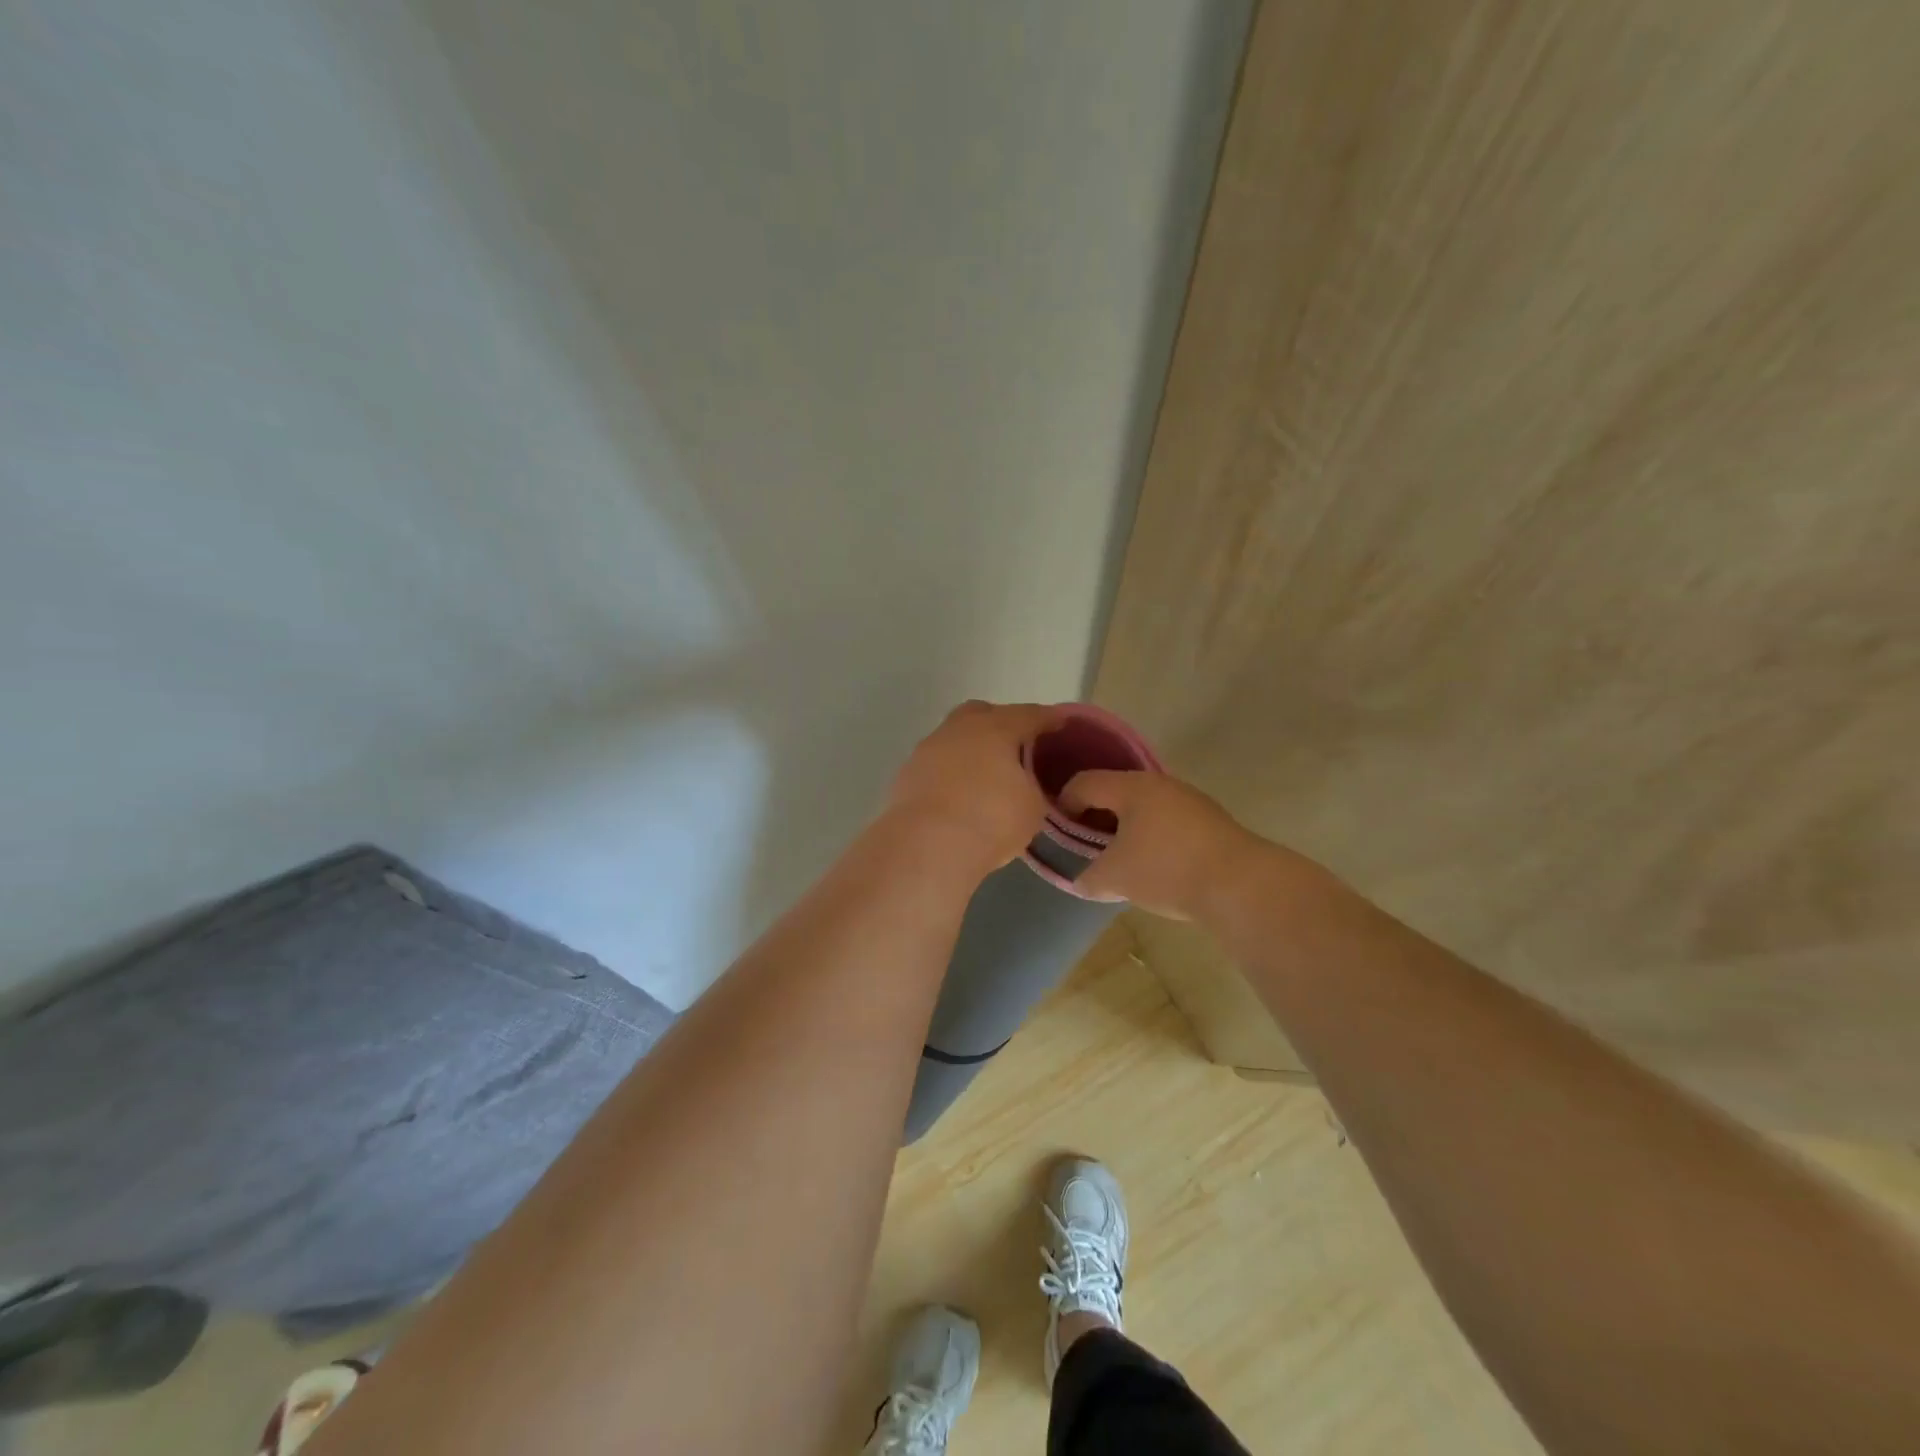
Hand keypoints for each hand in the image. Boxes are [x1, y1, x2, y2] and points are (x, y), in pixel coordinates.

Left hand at [886, 700, 1059, 873]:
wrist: (926, 846)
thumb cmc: (990, 819)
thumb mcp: (1033, 808)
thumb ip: (1034, 788)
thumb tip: (1025, 784)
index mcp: (996, 727)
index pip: (1030, 715)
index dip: (1049, 720)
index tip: (1061, 725)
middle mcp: (959, 729)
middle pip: (983, 713)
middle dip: (1002, 724)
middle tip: (1018, 748)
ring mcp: (927, 749)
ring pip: (955, 738)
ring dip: (971, 750)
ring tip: (987, 777)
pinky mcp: (906, 775)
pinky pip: (937, 765)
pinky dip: (951, 773)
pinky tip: (960, 795)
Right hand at [1059, 769, 1262, 919]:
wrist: (1241, 885)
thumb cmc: (1167, 871)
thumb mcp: (1114, 878)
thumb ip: (1086, 876)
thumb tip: (1078, 878)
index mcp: (1131, 787)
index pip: (1083, 783)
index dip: (1063, 805)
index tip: (1058, 834)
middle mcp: (1159, 783)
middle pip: (1113, 790)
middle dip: (1094, 816)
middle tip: (1083, 846)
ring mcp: (1188, 799)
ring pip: (1142, 805)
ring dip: (1123, 826)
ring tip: (1117, 857)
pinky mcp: (1208, 819)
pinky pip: (1165, 819)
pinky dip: (1149, 834)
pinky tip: (1152, 863)